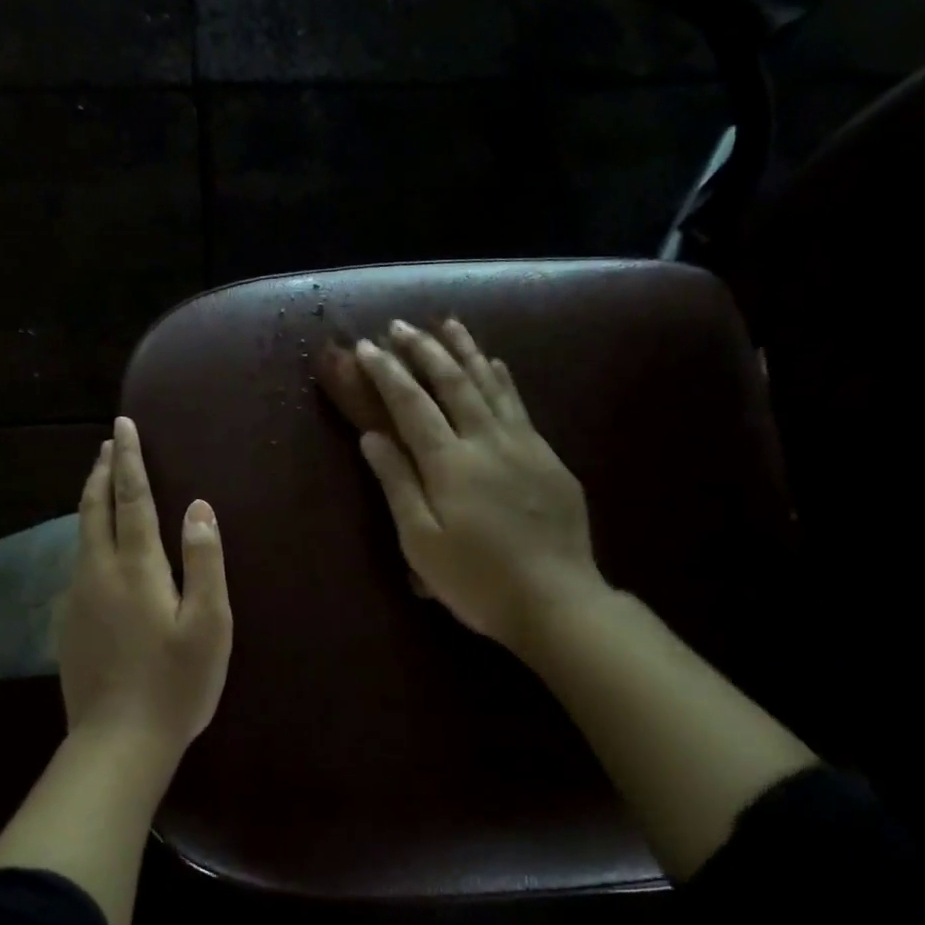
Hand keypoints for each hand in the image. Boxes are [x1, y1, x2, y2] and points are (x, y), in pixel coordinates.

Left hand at [56, 416, 232, 758]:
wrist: (117, 741)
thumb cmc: (176, 683)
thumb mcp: (209, 624)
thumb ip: (205, 562)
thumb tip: (199, 508)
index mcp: (136, 567)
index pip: (131, 497)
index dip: (129, 459)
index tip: (123, 424)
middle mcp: (97, 572)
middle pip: (94, 508)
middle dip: (102, 471)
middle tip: (108, 444)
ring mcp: (76, 597)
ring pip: (80, 535)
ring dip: (91, 502)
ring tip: (100, 483)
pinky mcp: (67, 623)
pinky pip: (76, 564)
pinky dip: (86, 538)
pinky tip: (95, 549)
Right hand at [354, 318, 606, 656]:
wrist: (557, 600)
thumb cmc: (476, 579)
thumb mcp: (421, 542)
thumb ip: (397, 483)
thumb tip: (372, 436)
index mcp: (449, 462)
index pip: (411, 404)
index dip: (387, 372)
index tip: (367, 346)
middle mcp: (486, 440)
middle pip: (452, 382)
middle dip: (423, 350)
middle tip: (401, 326)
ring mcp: (523, 444)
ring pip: (490, 384)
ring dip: (465, 350)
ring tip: (448, 324)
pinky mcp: (548, 457)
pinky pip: (519, 404)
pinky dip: (502, 378)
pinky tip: (496, 363)